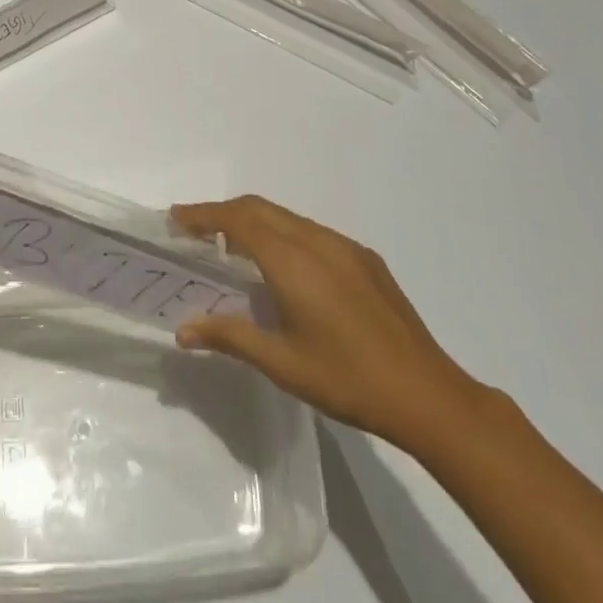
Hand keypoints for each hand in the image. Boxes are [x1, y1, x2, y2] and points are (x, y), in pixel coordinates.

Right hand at [170, 195, 487, 457]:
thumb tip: (182, 329)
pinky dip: (283, 234)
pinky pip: (312, 232)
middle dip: (224, 212)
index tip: (176, 218)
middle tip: (194, 229)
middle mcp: (318, 242)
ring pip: (288, 218)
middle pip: (261, 209)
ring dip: (254, 222)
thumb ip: (229, 336)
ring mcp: (346, 248)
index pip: (238, 220)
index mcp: (293, 262)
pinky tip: (282, 266)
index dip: (204, 214)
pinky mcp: (366, 260)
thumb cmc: (346, 379)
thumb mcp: (281, 362)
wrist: (427, 393)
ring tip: (231, 247)